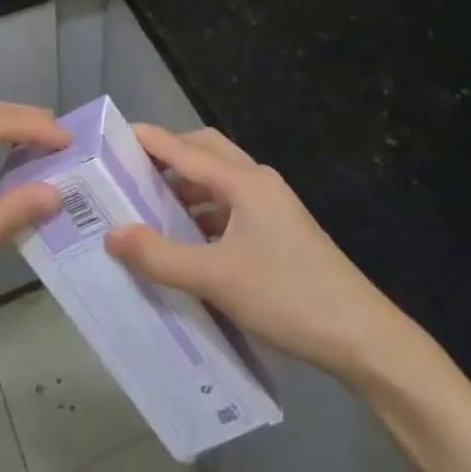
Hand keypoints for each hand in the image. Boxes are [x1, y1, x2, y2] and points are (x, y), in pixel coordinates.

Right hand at [104, 125, 422, 382]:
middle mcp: (257, 182)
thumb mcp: (217, 279)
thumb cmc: (288, 297)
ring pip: (218, 181)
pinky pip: (229, 206)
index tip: (110, 136)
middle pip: (204, 152)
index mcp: (244, 182)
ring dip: (184, 187)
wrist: (360, 336)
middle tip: (127, 171)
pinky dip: (202, 212)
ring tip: (145, 206)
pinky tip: (184, 239)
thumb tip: (111, 233)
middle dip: (167, 156)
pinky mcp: (276, 229)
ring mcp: (270, 205)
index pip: (184, 149)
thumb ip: (161, 256)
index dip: (147, 140)